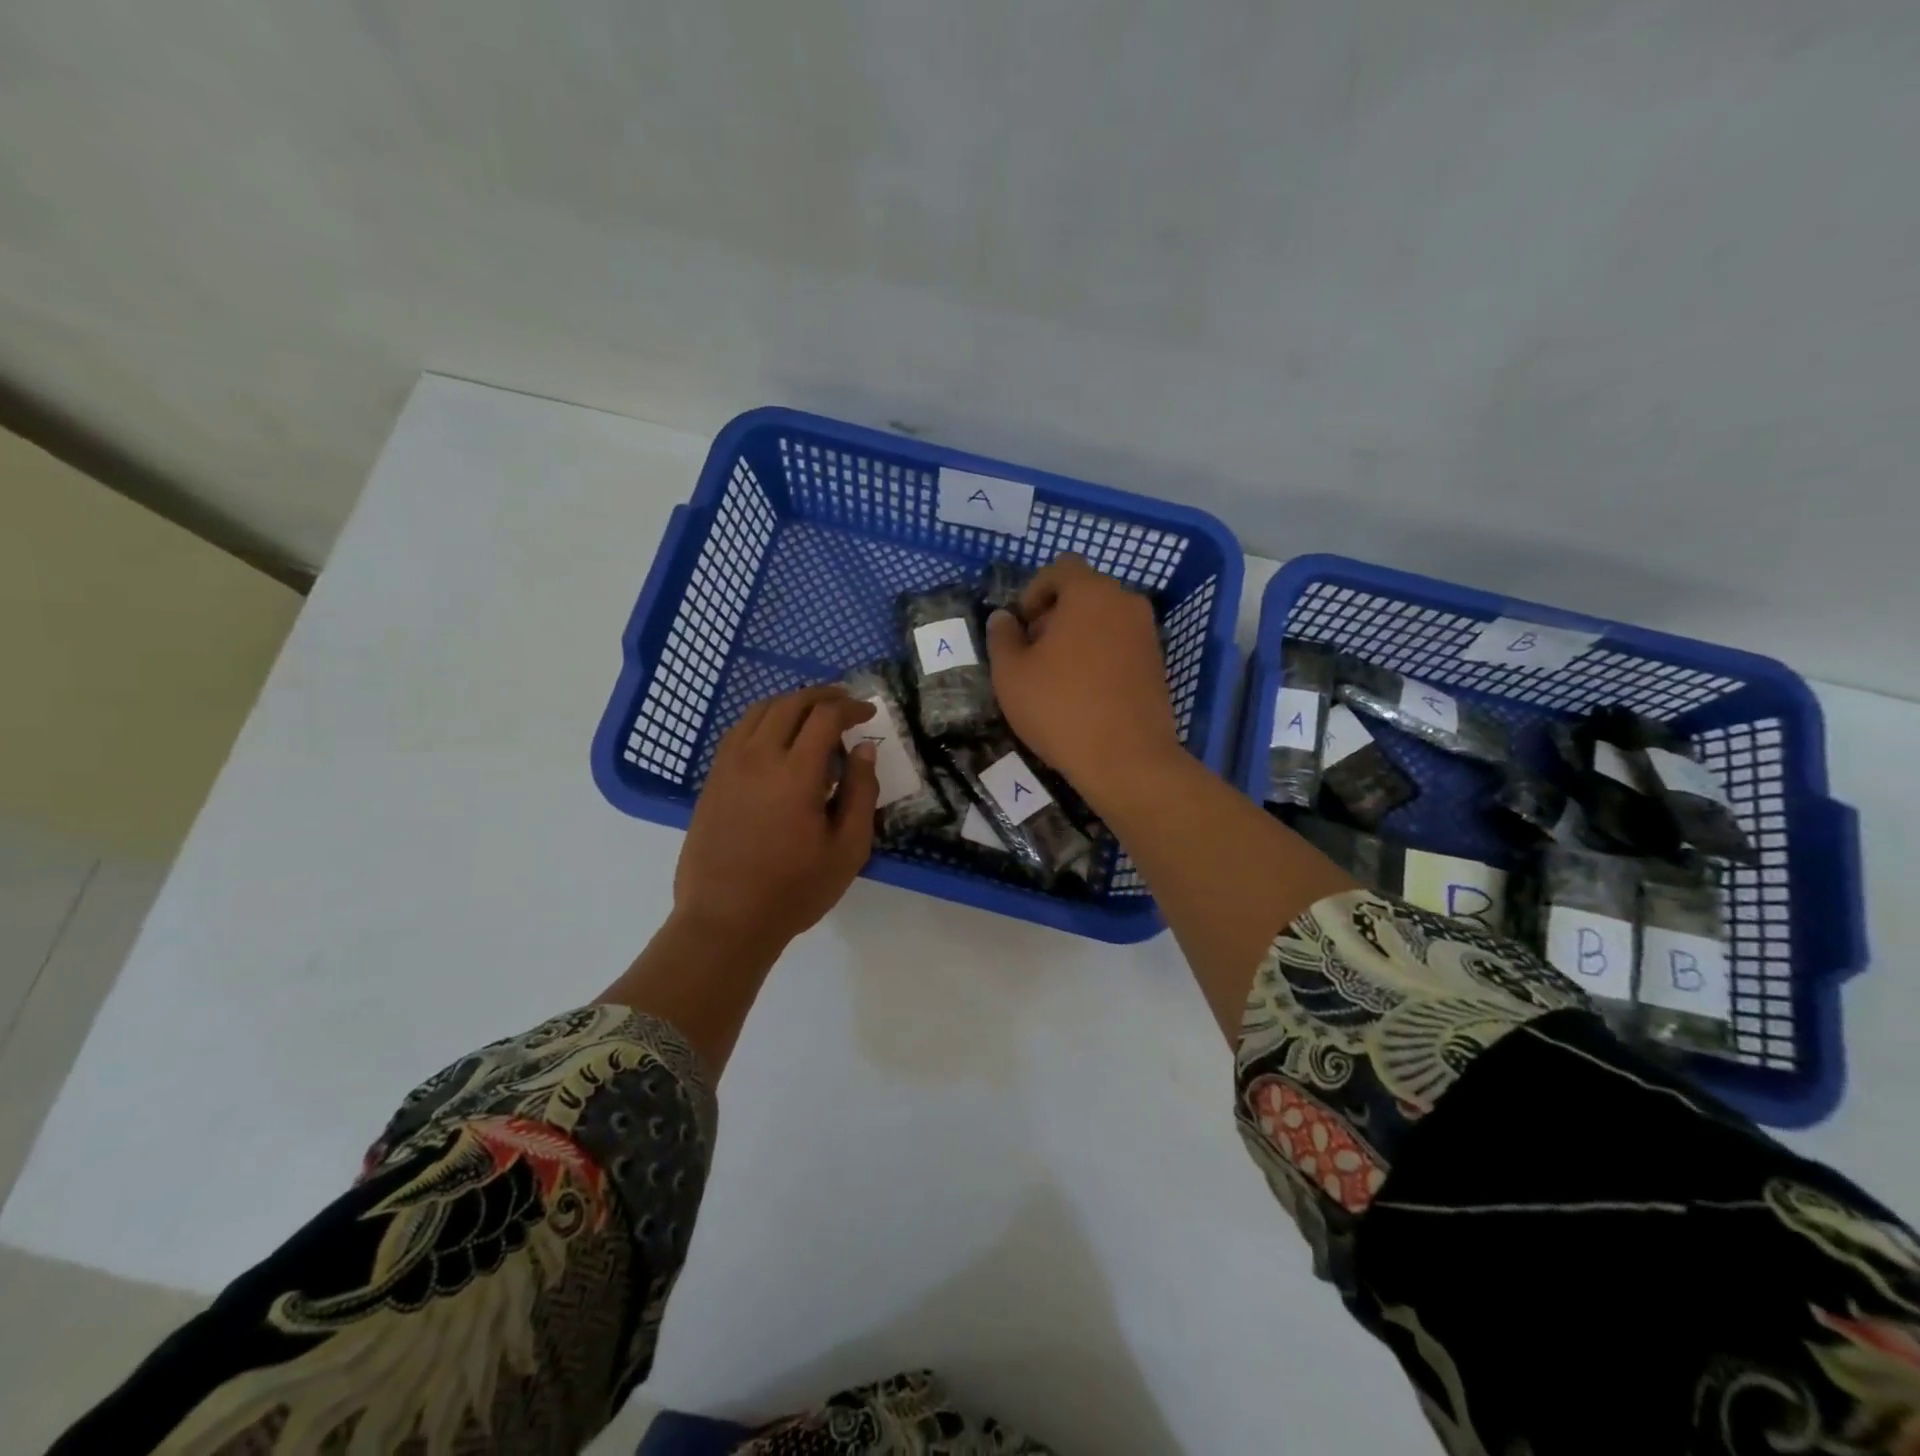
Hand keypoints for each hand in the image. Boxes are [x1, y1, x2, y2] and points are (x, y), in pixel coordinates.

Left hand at [674, 686, 879, 950]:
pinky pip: (738, 731)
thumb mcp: (847, 848)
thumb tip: (864, 748)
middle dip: (822, 696)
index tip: (868, 712)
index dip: (850, 707)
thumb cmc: (795, 889)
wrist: (726, 920)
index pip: (824, 716)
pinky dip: (763, 720)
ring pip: (759, 711)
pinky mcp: (713, 779)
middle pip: (790, 703)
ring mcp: (729, 766)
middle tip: (845, 703)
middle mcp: (758, 757)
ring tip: (812, 714)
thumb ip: (861, 793)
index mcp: (795, 773)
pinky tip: (776, 737)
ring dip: (790, 703)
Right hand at [985, 554, 1181, 810]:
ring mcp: (1147, 633)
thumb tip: (1004, 618)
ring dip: (1078, 636)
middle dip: (1055, 614)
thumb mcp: (1011, 674)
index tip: (1022, 626)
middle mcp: (1125, 603)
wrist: (1126, 758)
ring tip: (1057, 676)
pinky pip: (1120, 644)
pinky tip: (1084, 692)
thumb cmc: (1060, 708)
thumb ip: (1002, 637)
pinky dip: (1100, 655)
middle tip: (1034, 652)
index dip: (1034, 590)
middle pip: (1084, 592)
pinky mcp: (1157, 663)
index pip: (1061, 568)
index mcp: (1090, 593)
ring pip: (1104, 619)